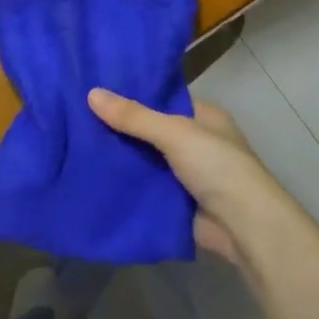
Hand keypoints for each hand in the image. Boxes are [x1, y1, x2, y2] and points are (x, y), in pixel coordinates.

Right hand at [87, 87, 315, 273]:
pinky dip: (124, 185)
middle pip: (150, 131)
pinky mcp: (175, 203)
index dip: (132, 95)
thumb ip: (134, 117)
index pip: (163, 99)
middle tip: (76, 118)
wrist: (244, 227)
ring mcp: (185, 175)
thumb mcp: (175, 133)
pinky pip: (144, 188)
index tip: (95, 90)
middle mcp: (195, 142)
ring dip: (120, 158)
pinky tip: (91, 178)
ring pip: (145, 161)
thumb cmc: (217, 166)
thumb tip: (91, 93)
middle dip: (120, 129)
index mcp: (203, 117)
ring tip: (74, 145)